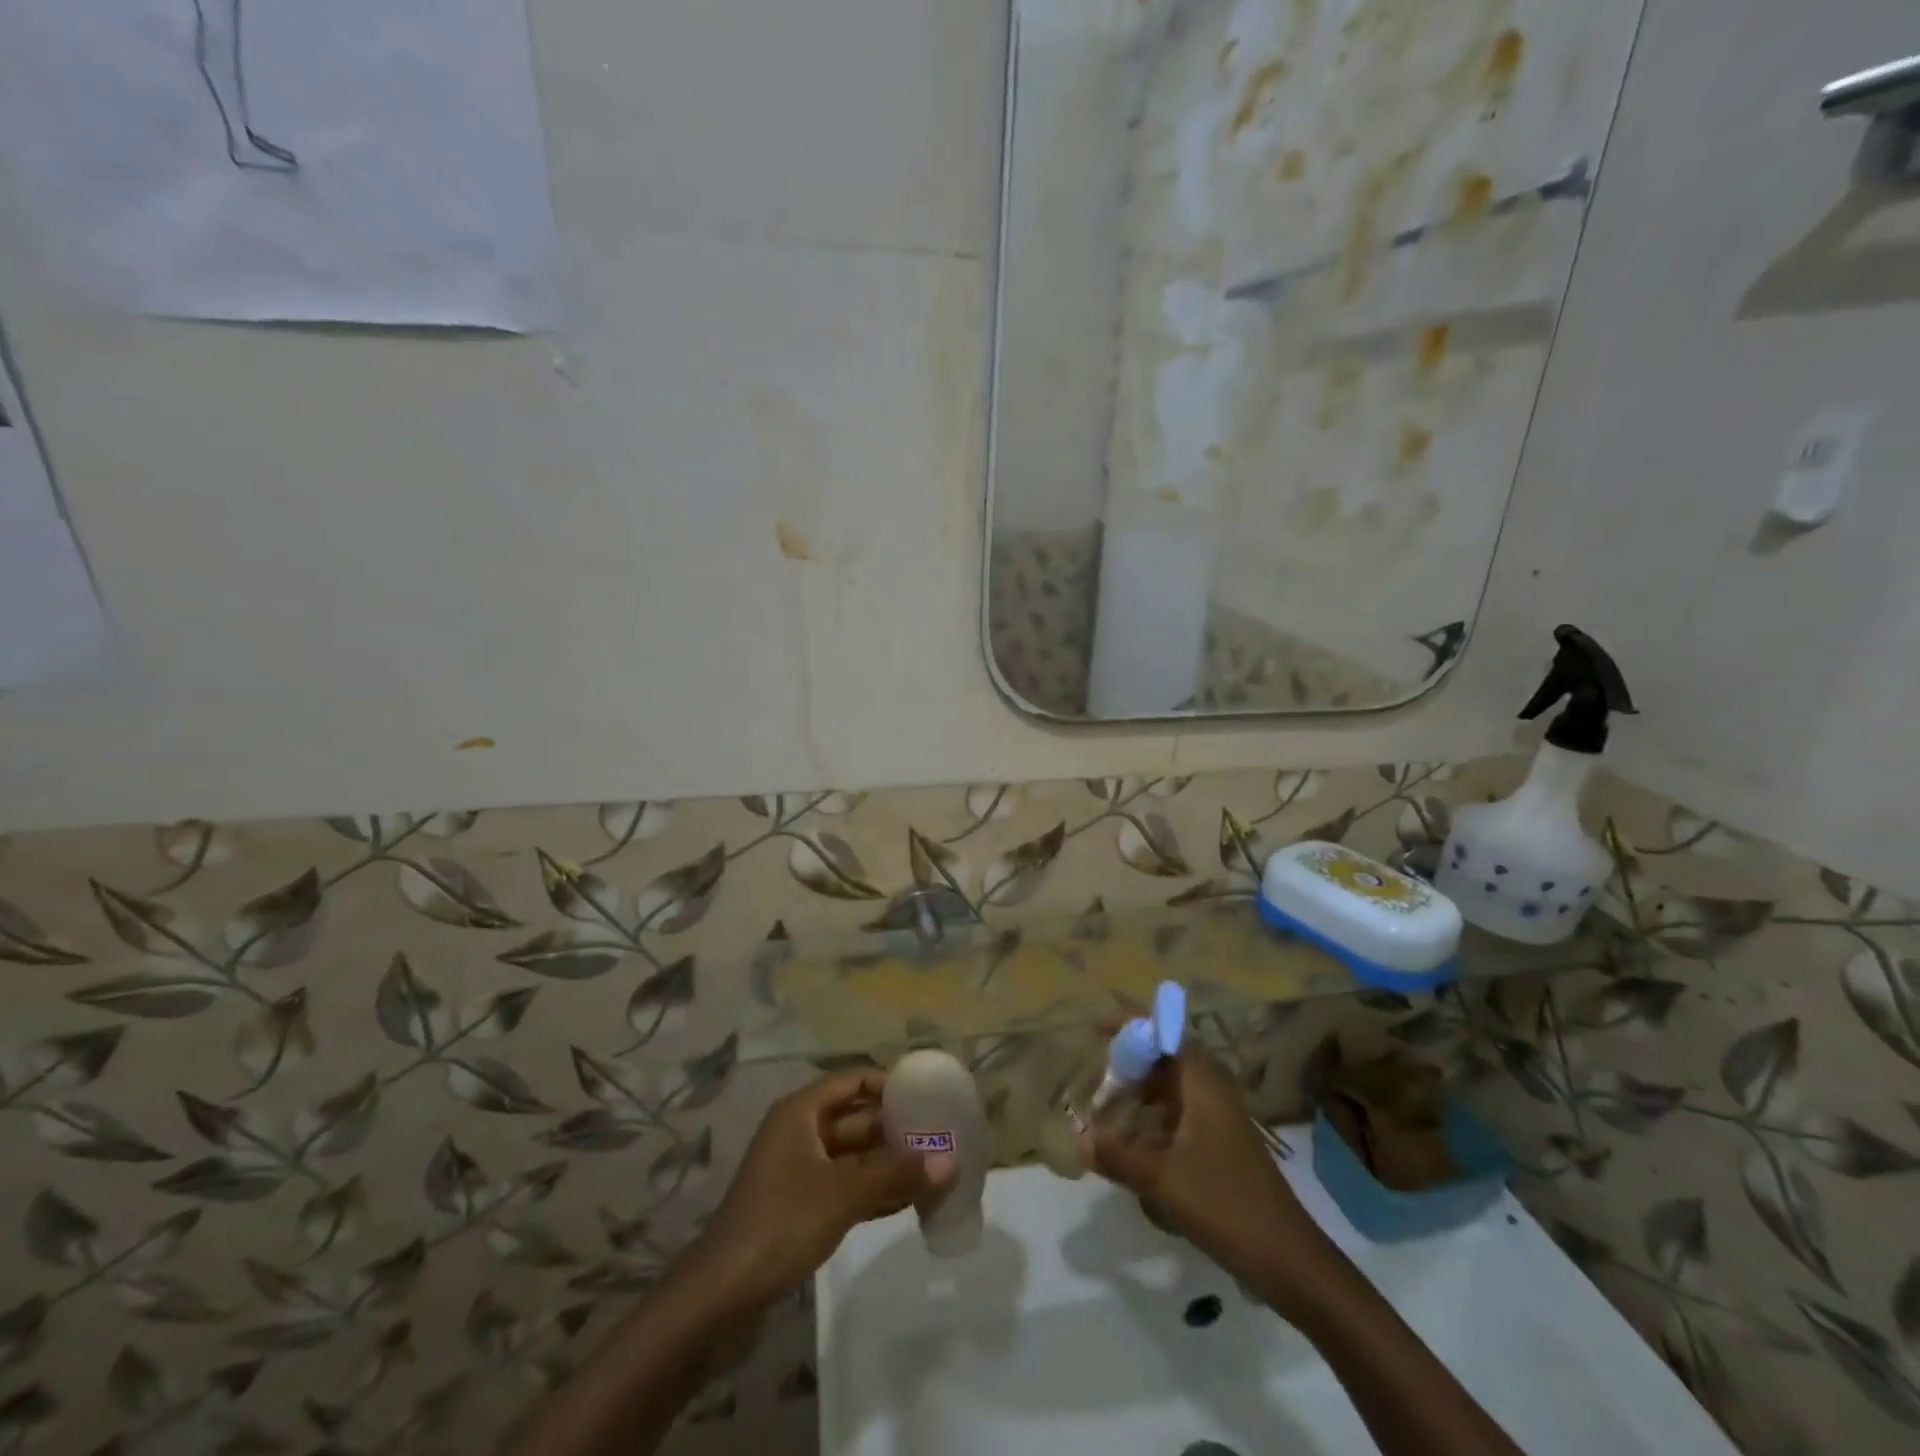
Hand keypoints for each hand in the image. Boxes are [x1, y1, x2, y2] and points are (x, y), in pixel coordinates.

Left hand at [693, 1069, 949, 1311]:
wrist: (720, 1297)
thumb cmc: (782, 1224)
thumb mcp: (844, 1194)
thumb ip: (898, 1174)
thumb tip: (952, 1162)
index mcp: (801, 1112)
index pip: (854, 1080)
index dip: (890, 1084)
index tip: (929, 1094)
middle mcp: (800, 1132)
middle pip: (856, 1119)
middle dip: (896, 1129)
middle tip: (942, 1138)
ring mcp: (798, 1171)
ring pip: (854, 1156)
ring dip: (889, 1164)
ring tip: (935, 1171)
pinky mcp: (799, 1207)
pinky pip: (845, 1186)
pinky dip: (873, 1191)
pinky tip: (909, 1202)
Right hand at [1085, 1047, 1323, 1298]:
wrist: (1287, 1259)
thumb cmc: (1224, 1204)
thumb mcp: (1162, 1179)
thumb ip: (1118, 1155)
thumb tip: (1080, 1141)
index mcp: (1204, 1084)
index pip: (1166, 1035)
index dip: (1131, 1026)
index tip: (1097, 1029)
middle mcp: (1214, 1091)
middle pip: (1168, 1059)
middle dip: (1132, 1062)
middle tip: (1099, 1075)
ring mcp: (1222, 1119)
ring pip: (1175, 1089)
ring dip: (1143, 1092)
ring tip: (1110, 1108)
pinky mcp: (1224, 1145)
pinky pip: (1183, 1114)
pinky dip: (1156, 1118)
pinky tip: (1136, 1144)